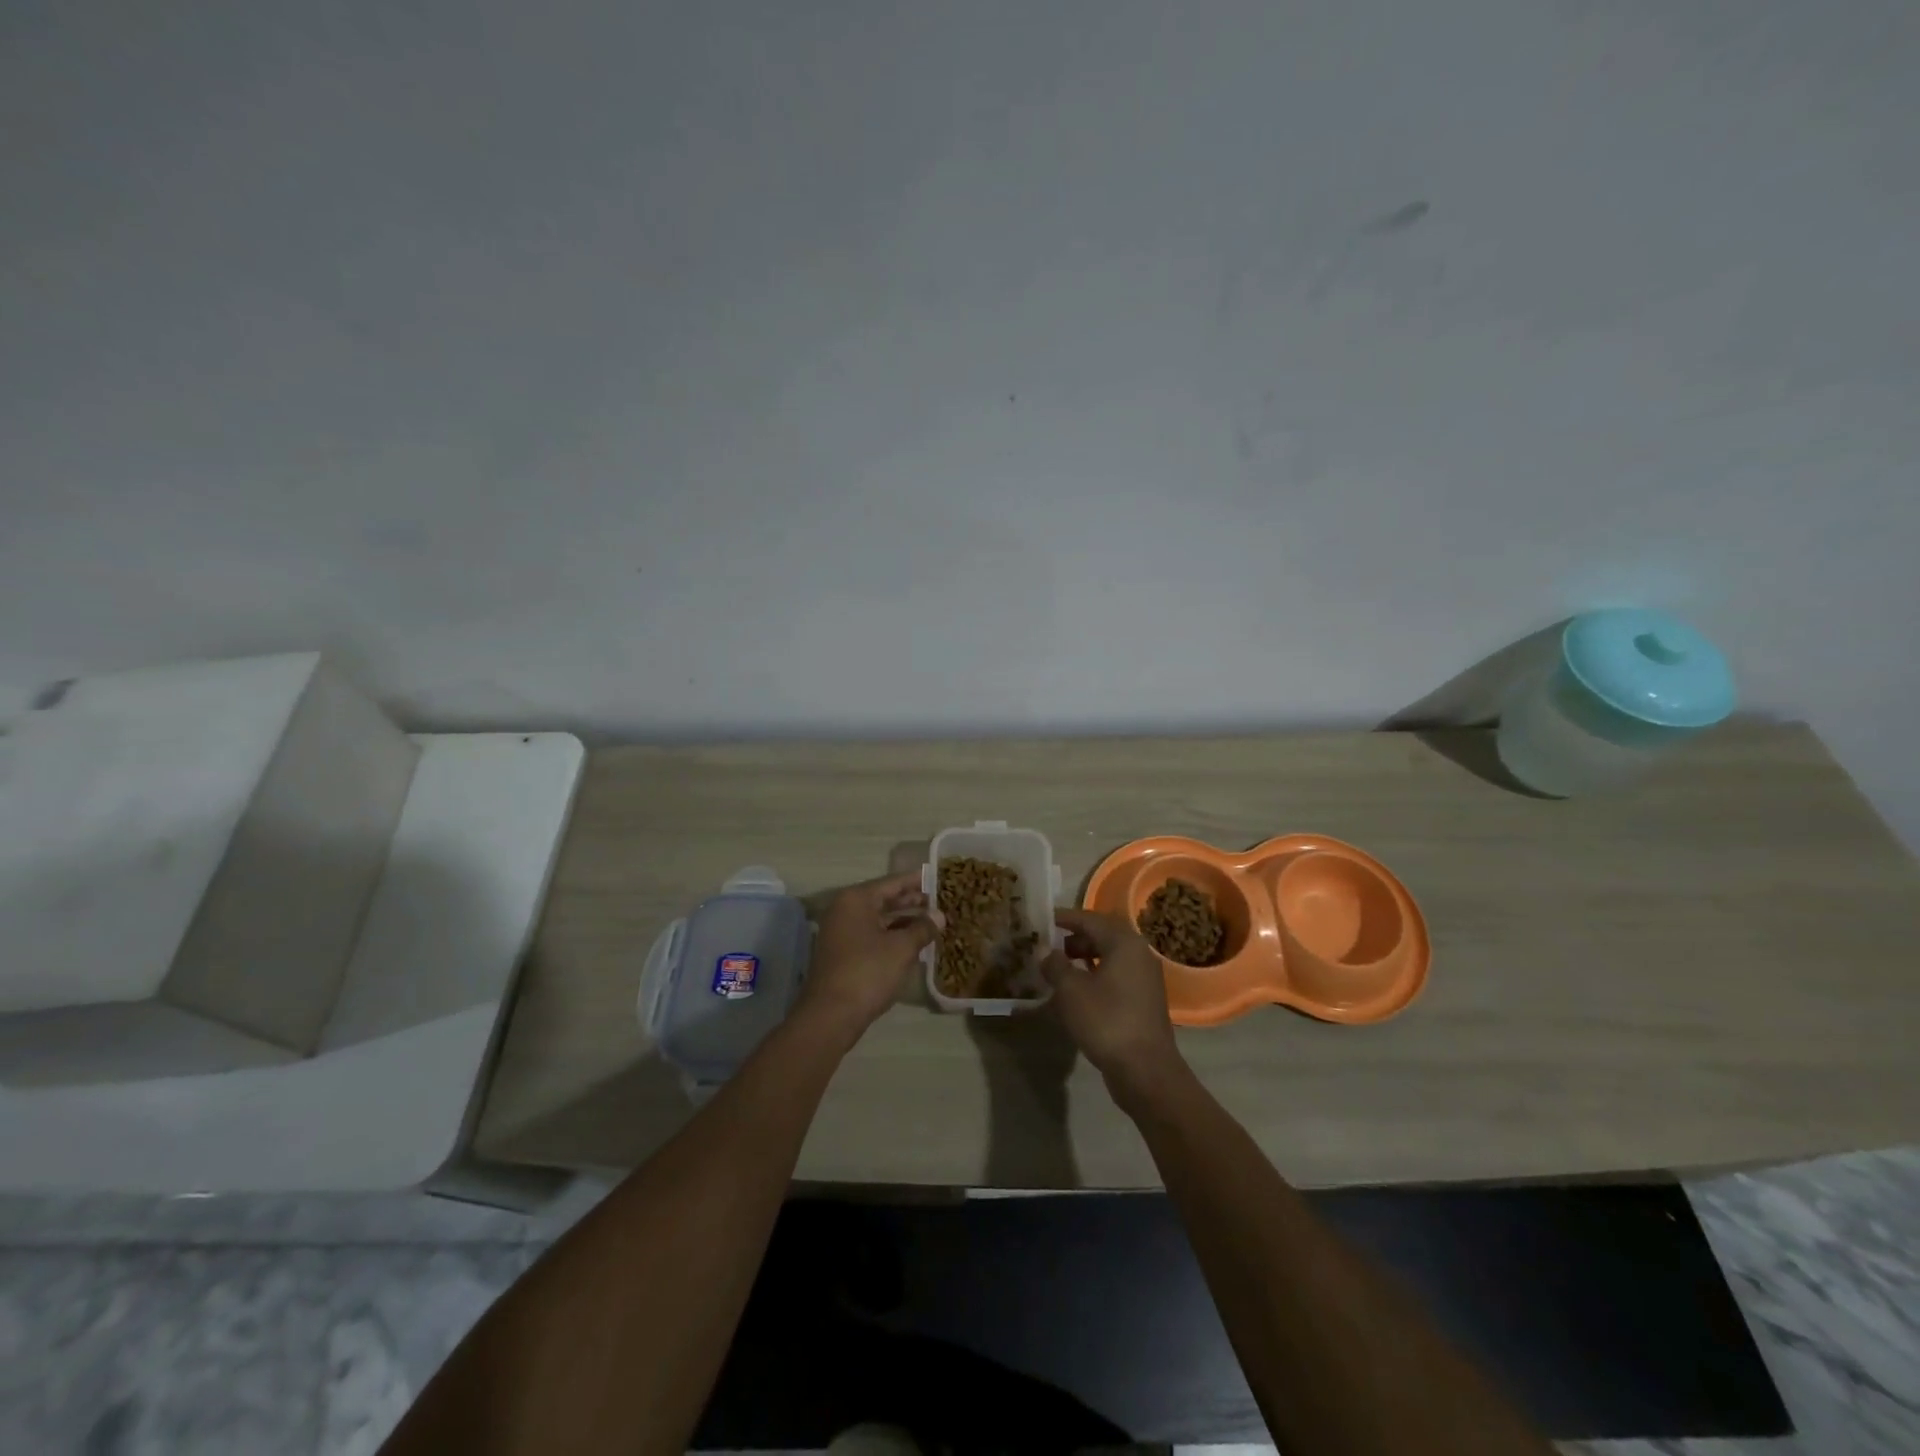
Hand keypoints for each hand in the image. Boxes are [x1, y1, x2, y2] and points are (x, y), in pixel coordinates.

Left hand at [797, 872, 934, 1041]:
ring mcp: (841, 932)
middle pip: (884, 899)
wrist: (830, 1015)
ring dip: (904, 921)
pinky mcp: (842, 953)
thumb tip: (939, 915)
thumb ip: (922, 928)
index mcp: (856, 900)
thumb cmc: (867, 972)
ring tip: (932, 923)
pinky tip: (913, 944)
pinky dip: (892, 936)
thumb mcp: (901, 948)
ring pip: (879, 919)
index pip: (893, 882)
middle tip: (940, 902)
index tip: (938, 878)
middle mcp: (845, 910)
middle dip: (912, 902)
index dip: (917, 881)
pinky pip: (872, 935)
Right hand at [1044, 908, 1186, 1102]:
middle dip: (1074, 937)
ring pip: (1109, 956)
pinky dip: (1095, 974)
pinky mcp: (1144, 999)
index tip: (1042, 919)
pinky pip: (1116, 975)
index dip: (1064, 918)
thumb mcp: (1071, 991)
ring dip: (1084, 957)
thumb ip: (1055, 965)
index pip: (1089, 919)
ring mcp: (1144, 977)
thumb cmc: (1106, 1021)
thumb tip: (1046, 952)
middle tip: (1049, 944)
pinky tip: (1077, 990)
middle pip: (1102, 935)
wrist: (1145, 1069)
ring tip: (1059, 967)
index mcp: (1124, 943)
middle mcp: (1138, 953)